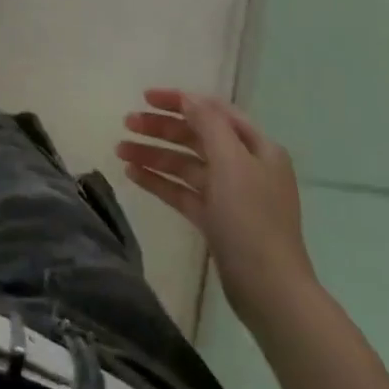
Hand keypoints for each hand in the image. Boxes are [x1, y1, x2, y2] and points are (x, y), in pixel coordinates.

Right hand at [117, 89, 315, 329]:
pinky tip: (131, 174)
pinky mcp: (215, 220)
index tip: (145, 97)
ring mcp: (230, 195)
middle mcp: (245, 166)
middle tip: (126, 123)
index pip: (214, 111)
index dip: (180, 100)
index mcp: (257, 148)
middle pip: (197, 136)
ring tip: (119, 150)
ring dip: (154, 153)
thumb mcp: (231, 163)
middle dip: (161, 127)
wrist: (269, 291)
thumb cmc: (251, 219)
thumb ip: (208, 124)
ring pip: (185, 164)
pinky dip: (158, 180)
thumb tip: (188, 98)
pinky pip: (182, 191)